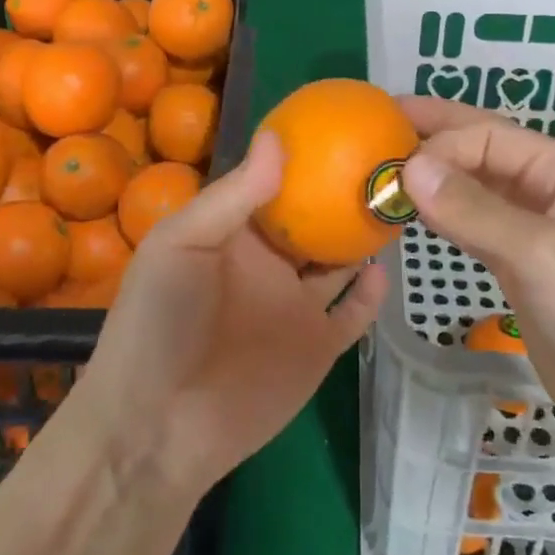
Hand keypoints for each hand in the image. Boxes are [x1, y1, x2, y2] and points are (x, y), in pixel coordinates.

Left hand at [75, 131, 389, 500]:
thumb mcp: (180, 243)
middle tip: (387, 161)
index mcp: (235, 234)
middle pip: (315, 222)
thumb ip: (232, 196)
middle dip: (345, 195)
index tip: (342, 127)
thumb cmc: (159, 321)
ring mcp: (295, 306)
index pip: (275, 186)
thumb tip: (277, 137)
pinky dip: (371, 294)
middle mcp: (270, 264)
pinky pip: (353, 315)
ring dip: (364, 239)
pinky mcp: (316, 348)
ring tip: (397, 205)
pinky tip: (386, 270)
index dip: (303, 159)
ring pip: (339, 264)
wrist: (157, 428)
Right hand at [399, 98, 554, 460]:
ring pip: (474, 187)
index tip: (394, 168)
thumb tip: (409, 168)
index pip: (489, 136)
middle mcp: (549, 190)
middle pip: (481, 150)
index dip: (440, 144)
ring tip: (382, 168)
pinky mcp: (520, 266)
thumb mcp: (541, 256)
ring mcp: (535, 229)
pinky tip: (412, 214)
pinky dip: (441, 215)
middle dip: (432, 135)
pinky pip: (473, 225)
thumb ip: (474, 210)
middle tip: (376, 125)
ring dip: (433, 178)